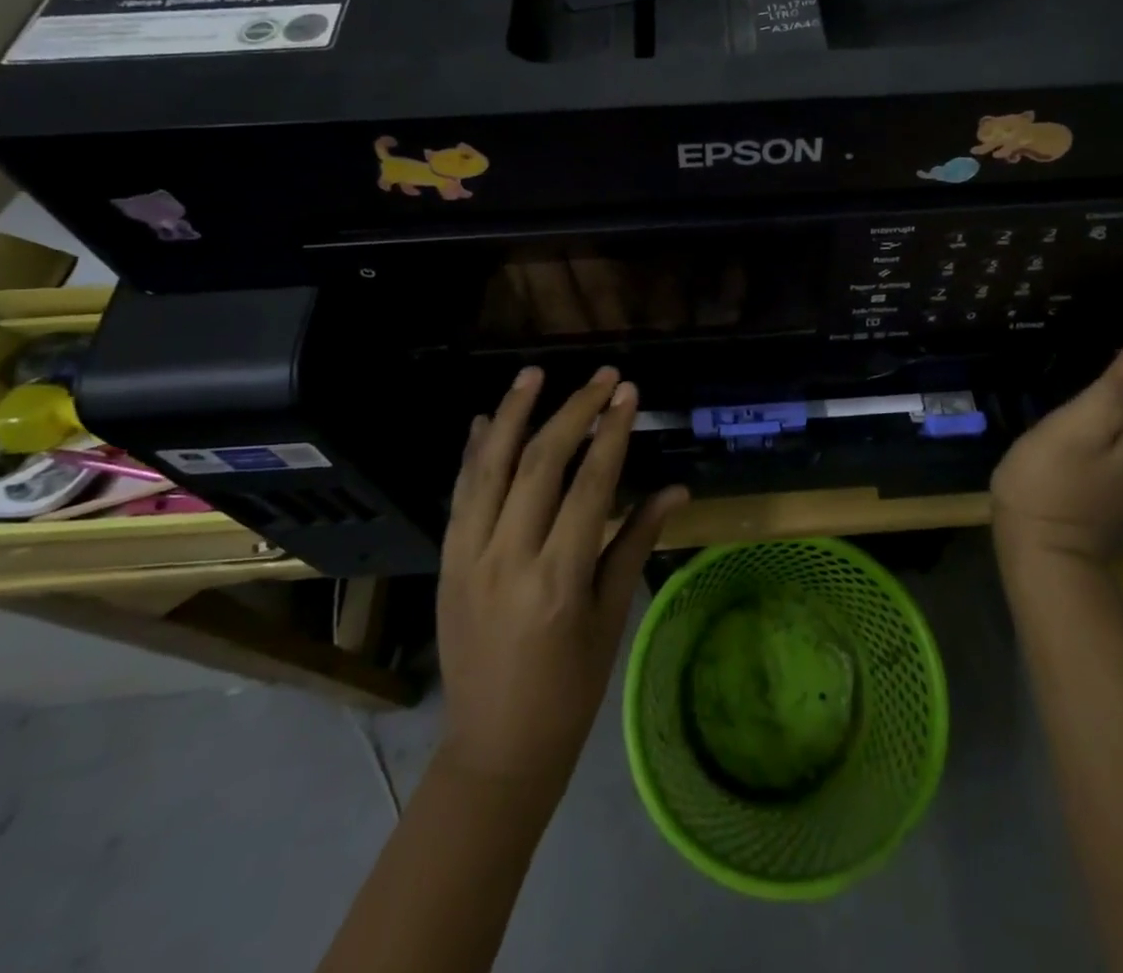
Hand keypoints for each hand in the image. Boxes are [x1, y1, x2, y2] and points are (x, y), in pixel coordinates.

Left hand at [436, 365, 688, 792]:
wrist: (494, 748)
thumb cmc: (569, 689)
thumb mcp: (611, 616)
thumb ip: (637, 542)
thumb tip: (676, 488)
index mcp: (559, 579)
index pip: (590, 485)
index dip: (611, 432)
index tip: (628, 393)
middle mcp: (508, 558)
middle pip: (541, 464)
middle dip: (574, 411)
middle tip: (601, 376)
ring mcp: (468, 558)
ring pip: (490, 468)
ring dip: (514, 415)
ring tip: (535, 374)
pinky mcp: (446, 562)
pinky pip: (460, 494)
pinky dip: (474, 452)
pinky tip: (488, 419)